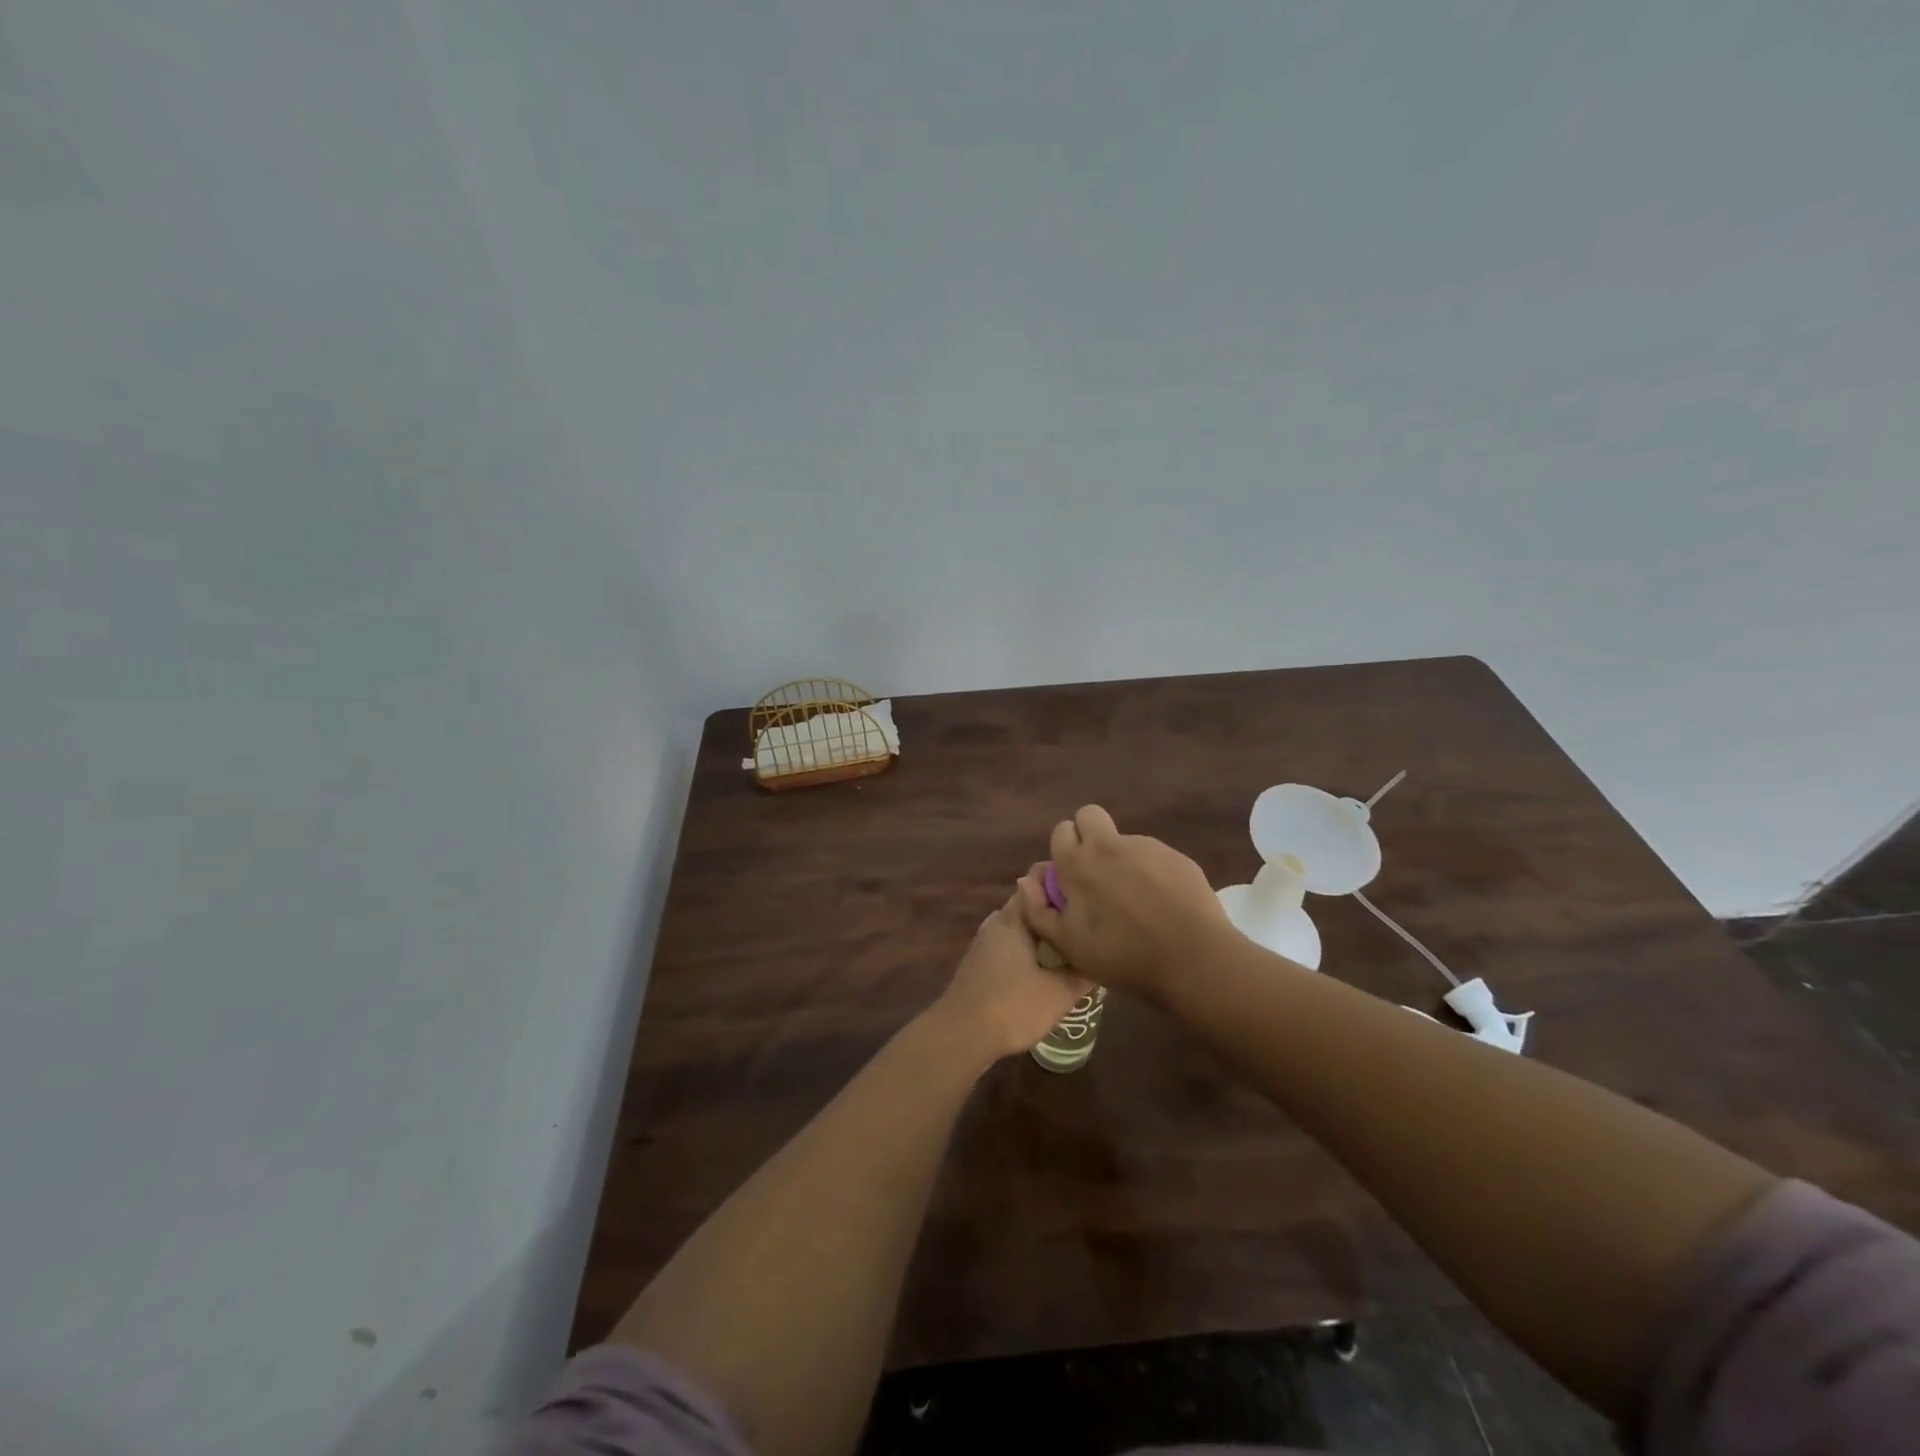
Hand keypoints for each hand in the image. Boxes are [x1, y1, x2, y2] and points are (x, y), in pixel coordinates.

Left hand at [932, 890, 1092, 1063]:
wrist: (961, 1035)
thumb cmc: (1012, 1006)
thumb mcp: (1058, 994)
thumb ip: (1082, 974)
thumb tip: (1101, 959)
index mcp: (1014, 918)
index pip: (1037, 880)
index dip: (1061, 880)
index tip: (1086, 889)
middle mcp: (996, 922)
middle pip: (1029, 904)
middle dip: (1055, 908)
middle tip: (1084, 918)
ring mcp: (984, 942)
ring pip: (1018, 925)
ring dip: (1041, 930)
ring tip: (1069, 940)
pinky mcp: (979, 963)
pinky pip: (1009, 943)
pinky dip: (1028, 947)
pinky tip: (1043, 965)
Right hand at [1016, 805, 1229, 999]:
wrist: (1191, 958)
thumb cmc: (1121, 955)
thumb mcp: (1067, 945)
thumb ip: (1038, 910)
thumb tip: (1027, 880)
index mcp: (1077, 863)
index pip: (1061, 831)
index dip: (1063, 850)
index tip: (1070, 877)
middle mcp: (1108, 845)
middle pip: (1089, 815)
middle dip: (1087, 834)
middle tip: (1095, 872)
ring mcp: (1146, 847)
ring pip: (1122, 838)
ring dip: (1120, 857)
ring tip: (1134, 898)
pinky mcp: (1176, 856)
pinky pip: (1153, 855)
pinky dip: (1150, 871)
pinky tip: (1161, 902)